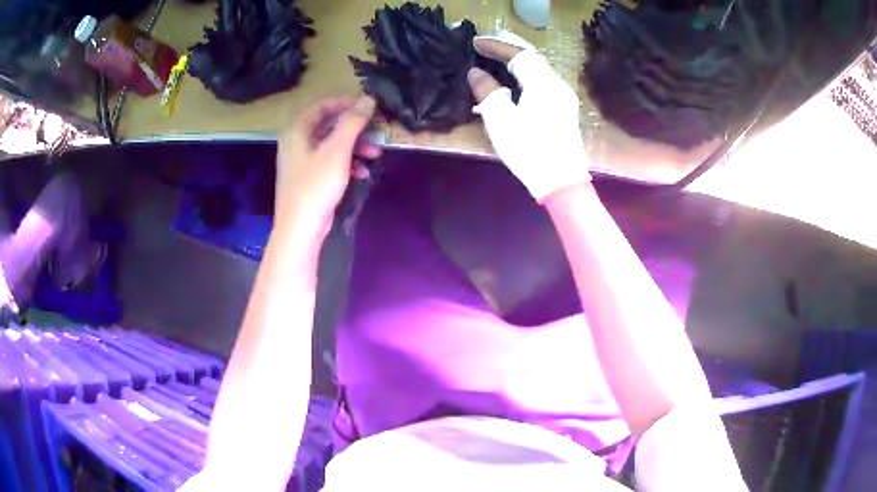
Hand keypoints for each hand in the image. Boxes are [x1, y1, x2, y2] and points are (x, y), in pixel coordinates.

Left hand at [275, 96, 379, 235]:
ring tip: (375, 152)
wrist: (300, 228)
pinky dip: (347, 162)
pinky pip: (330, 160)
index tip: (370, 108)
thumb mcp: (337, 150)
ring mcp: (302, 159)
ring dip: (355, 145)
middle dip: (354, 127)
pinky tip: (363, 171)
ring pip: (332, 143)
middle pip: (328, 123)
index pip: (323, 104)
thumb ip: (352, 122)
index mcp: (297, 129)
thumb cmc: (315, 185)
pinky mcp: (309, 176)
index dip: (347, 103)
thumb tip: (368, 99)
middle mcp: (296, 140)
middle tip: (376, 130)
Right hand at [468, 32, 591, 201]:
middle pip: (533, 56)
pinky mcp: (564, 109)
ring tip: (499, 54)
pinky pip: (543, 80)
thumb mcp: (501, 120)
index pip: (518, 54)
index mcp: (542, 83)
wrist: (561, 181)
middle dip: (509, 45)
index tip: (475, 41)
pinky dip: (526, 72)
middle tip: (488, 40)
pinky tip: (515, 77)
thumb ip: (487, 91)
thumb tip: (476, 73)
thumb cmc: (529, 150)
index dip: (496, 45)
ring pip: (539, 68)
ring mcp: (563, 97)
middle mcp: (557, 84)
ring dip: (518, 58)